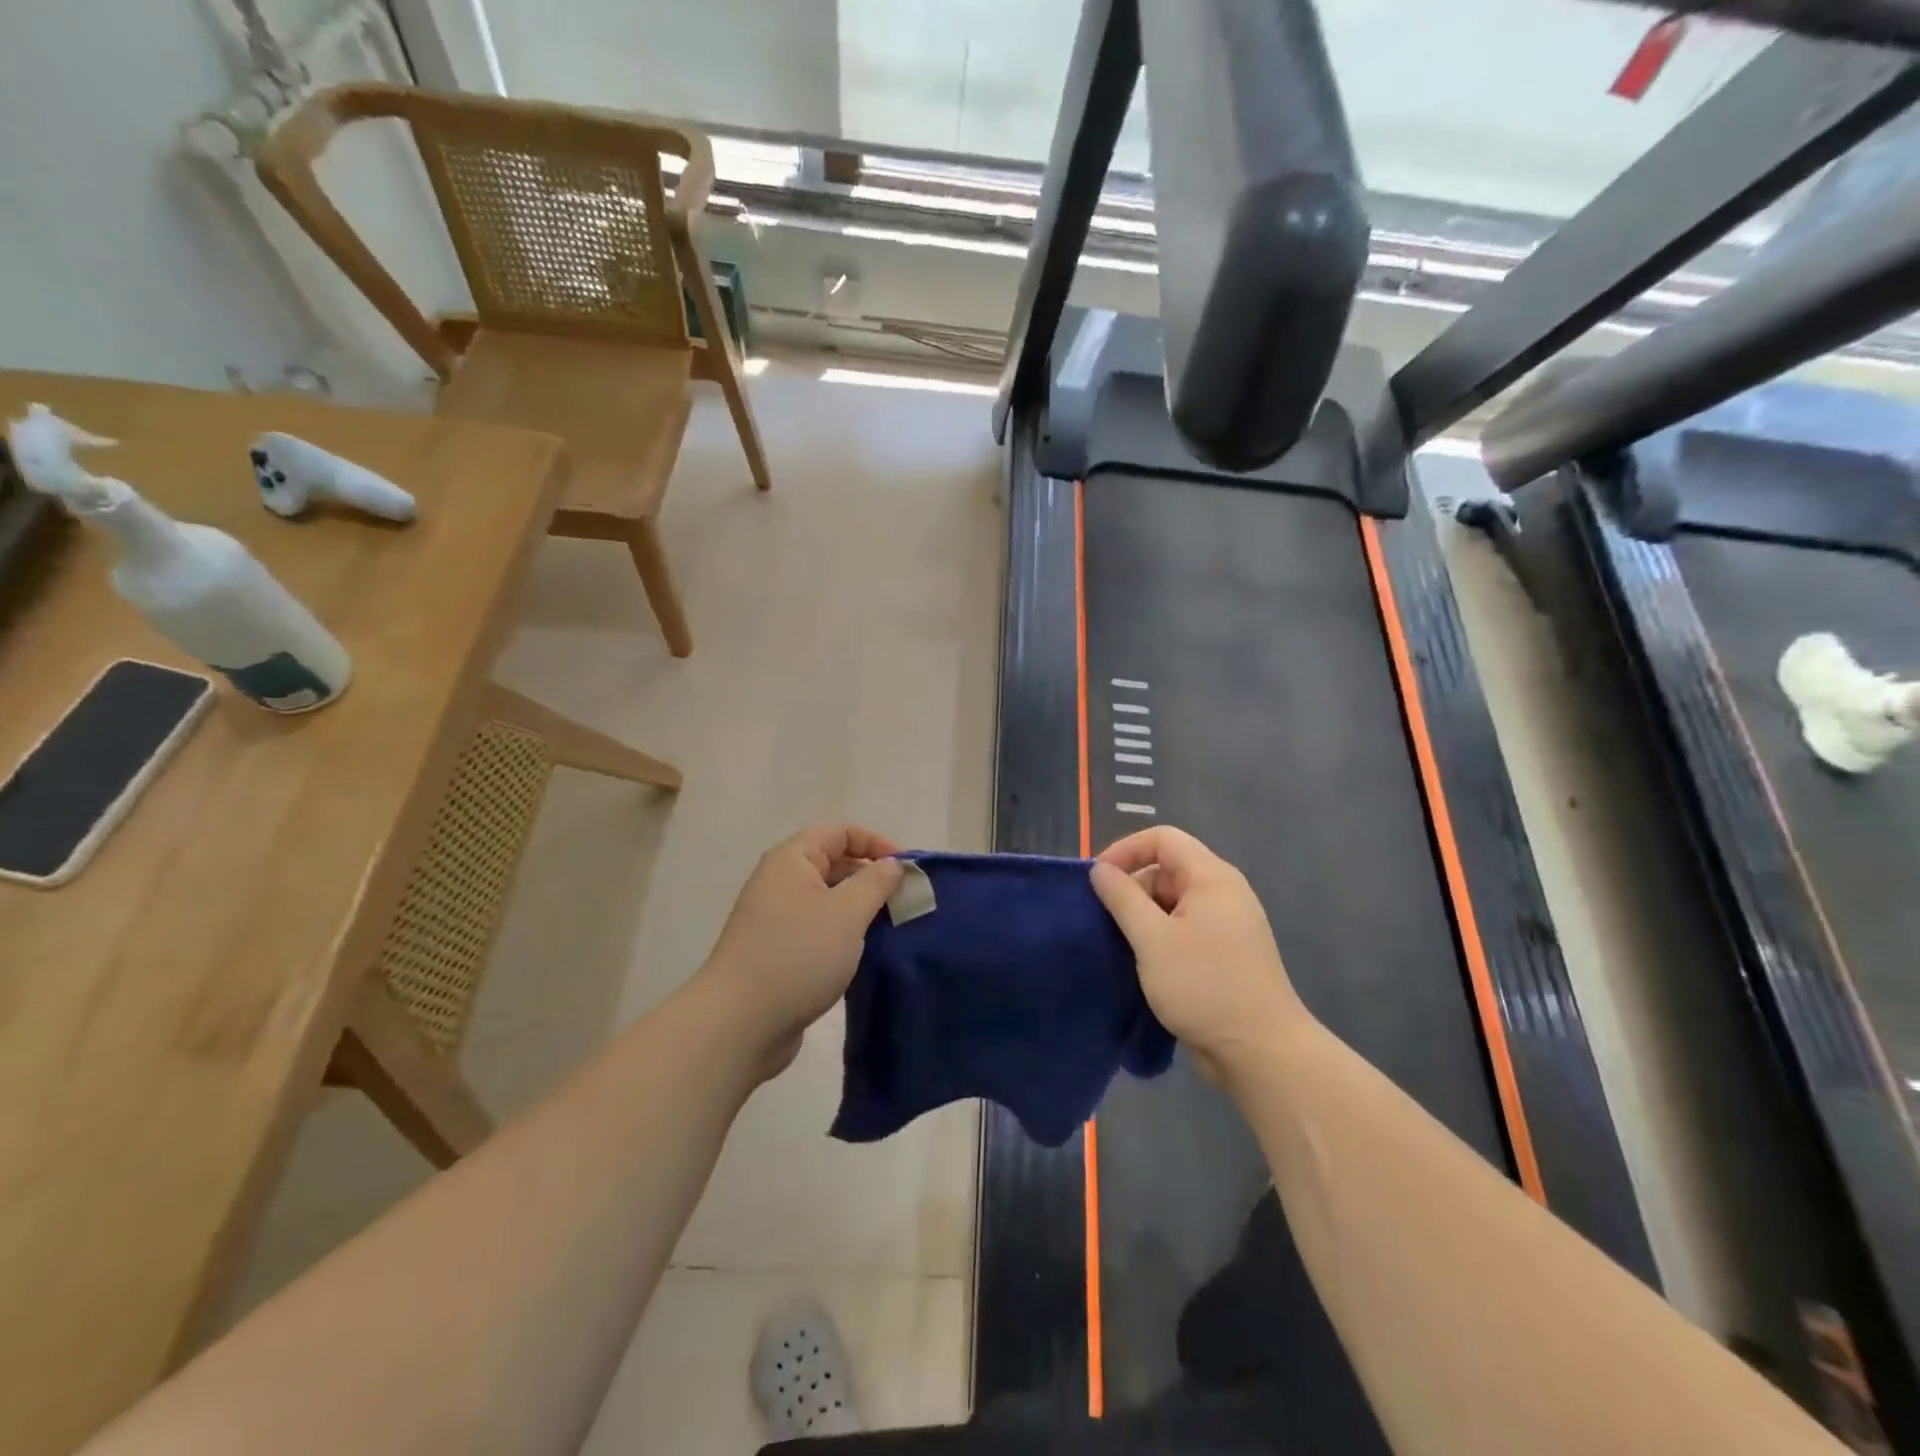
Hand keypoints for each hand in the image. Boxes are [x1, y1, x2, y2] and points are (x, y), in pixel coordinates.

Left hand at [698, 824, 904, 1080]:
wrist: (739, 1024)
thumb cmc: (797, 955)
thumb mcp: (847, 912)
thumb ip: (875, 882)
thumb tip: (892, 864)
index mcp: (792, 860)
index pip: (840, 831)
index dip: (876, 842)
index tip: (907, 870)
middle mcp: (781, 882)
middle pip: (834, 863)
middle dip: (872, 878)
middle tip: (905, 903)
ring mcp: (777, 919)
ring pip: (829, 900)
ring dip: (861, 910)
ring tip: (892, 930)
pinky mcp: (779, 953)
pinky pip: (819, 930)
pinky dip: (845, 936)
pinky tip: (866, 955)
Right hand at [1090, 826, 1307, 1086]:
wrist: (1261, 1052)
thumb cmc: (1205, 986)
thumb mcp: (1153, 939)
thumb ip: (1123, 898)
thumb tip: (1100, 870)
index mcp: (1212, 877)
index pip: (1162, 839)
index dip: (1125, 850)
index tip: (1098, 881)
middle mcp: (1223, 893)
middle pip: (1167, 869)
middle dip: (1132, 889)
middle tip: (1106, 922)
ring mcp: (1227, 925)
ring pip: (1173, 903)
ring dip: (1143, 918)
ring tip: (1120, 946)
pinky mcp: (1225, 954)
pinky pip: (1184, 929)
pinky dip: (1160, 938)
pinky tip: (1142, 964)